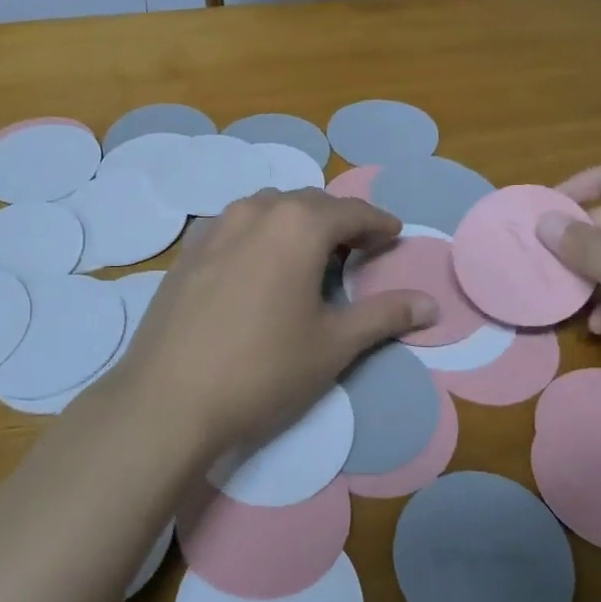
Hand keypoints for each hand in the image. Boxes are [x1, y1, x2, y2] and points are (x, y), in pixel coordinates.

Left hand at [106, 191, 436, 459]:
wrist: (168, 398)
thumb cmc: (263, 369)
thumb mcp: (334, 345)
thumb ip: (385, 316)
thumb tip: (432, 304)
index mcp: (299, 224)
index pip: (353, 212)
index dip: (380, 223)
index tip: (395, 235)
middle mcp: (257, 211)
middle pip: (310, 203)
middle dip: (340, 221)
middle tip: (359, 250)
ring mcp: (215, 227)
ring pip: (269, 209)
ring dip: (297, 223)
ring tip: (309, 255)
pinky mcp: (188, 251)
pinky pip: (235, 226)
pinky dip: (259, 234)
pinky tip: (258, 266)